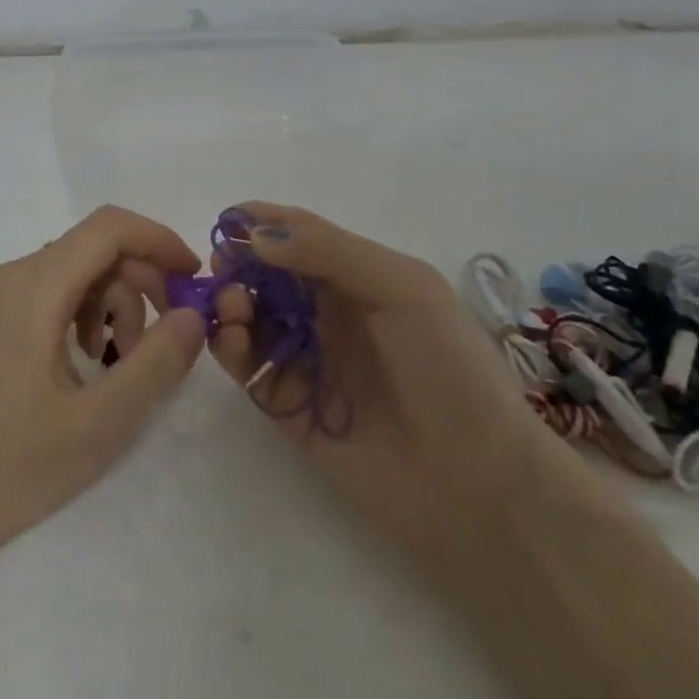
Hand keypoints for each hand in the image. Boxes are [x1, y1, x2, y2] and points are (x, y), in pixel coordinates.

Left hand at [0, 206, 207, 559]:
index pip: (108, 227)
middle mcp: (12, 277)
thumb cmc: (12, 466)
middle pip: (94, 249)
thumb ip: (155, 363)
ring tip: (122, 364)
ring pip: (76, 272)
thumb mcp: (100, 422)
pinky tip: (89, 364)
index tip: (194, 279)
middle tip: (164, 340)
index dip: (159, 240)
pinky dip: (85, 316)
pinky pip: (53, 294)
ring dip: (114, 305)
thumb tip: (193, 315)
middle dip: (141, 283)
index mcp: (33, 286)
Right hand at [208, 203, 561, 574]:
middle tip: (223, 266)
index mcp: (358, 278)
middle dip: (240, 262)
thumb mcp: (403, 287)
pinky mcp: (286, 404)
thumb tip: (256, 235)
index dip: (263, 222)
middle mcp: (327, 313)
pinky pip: (247, 365)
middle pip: (267, 274)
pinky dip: (230, 346)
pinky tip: (234, 340)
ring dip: (231, 302)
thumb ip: (328, 251)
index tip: (227, 217)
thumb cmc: (447, 367)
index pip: (300, 236)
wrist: (475, 481)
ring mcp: (305, 358)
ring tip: (233, 307)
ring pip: (250, 316)